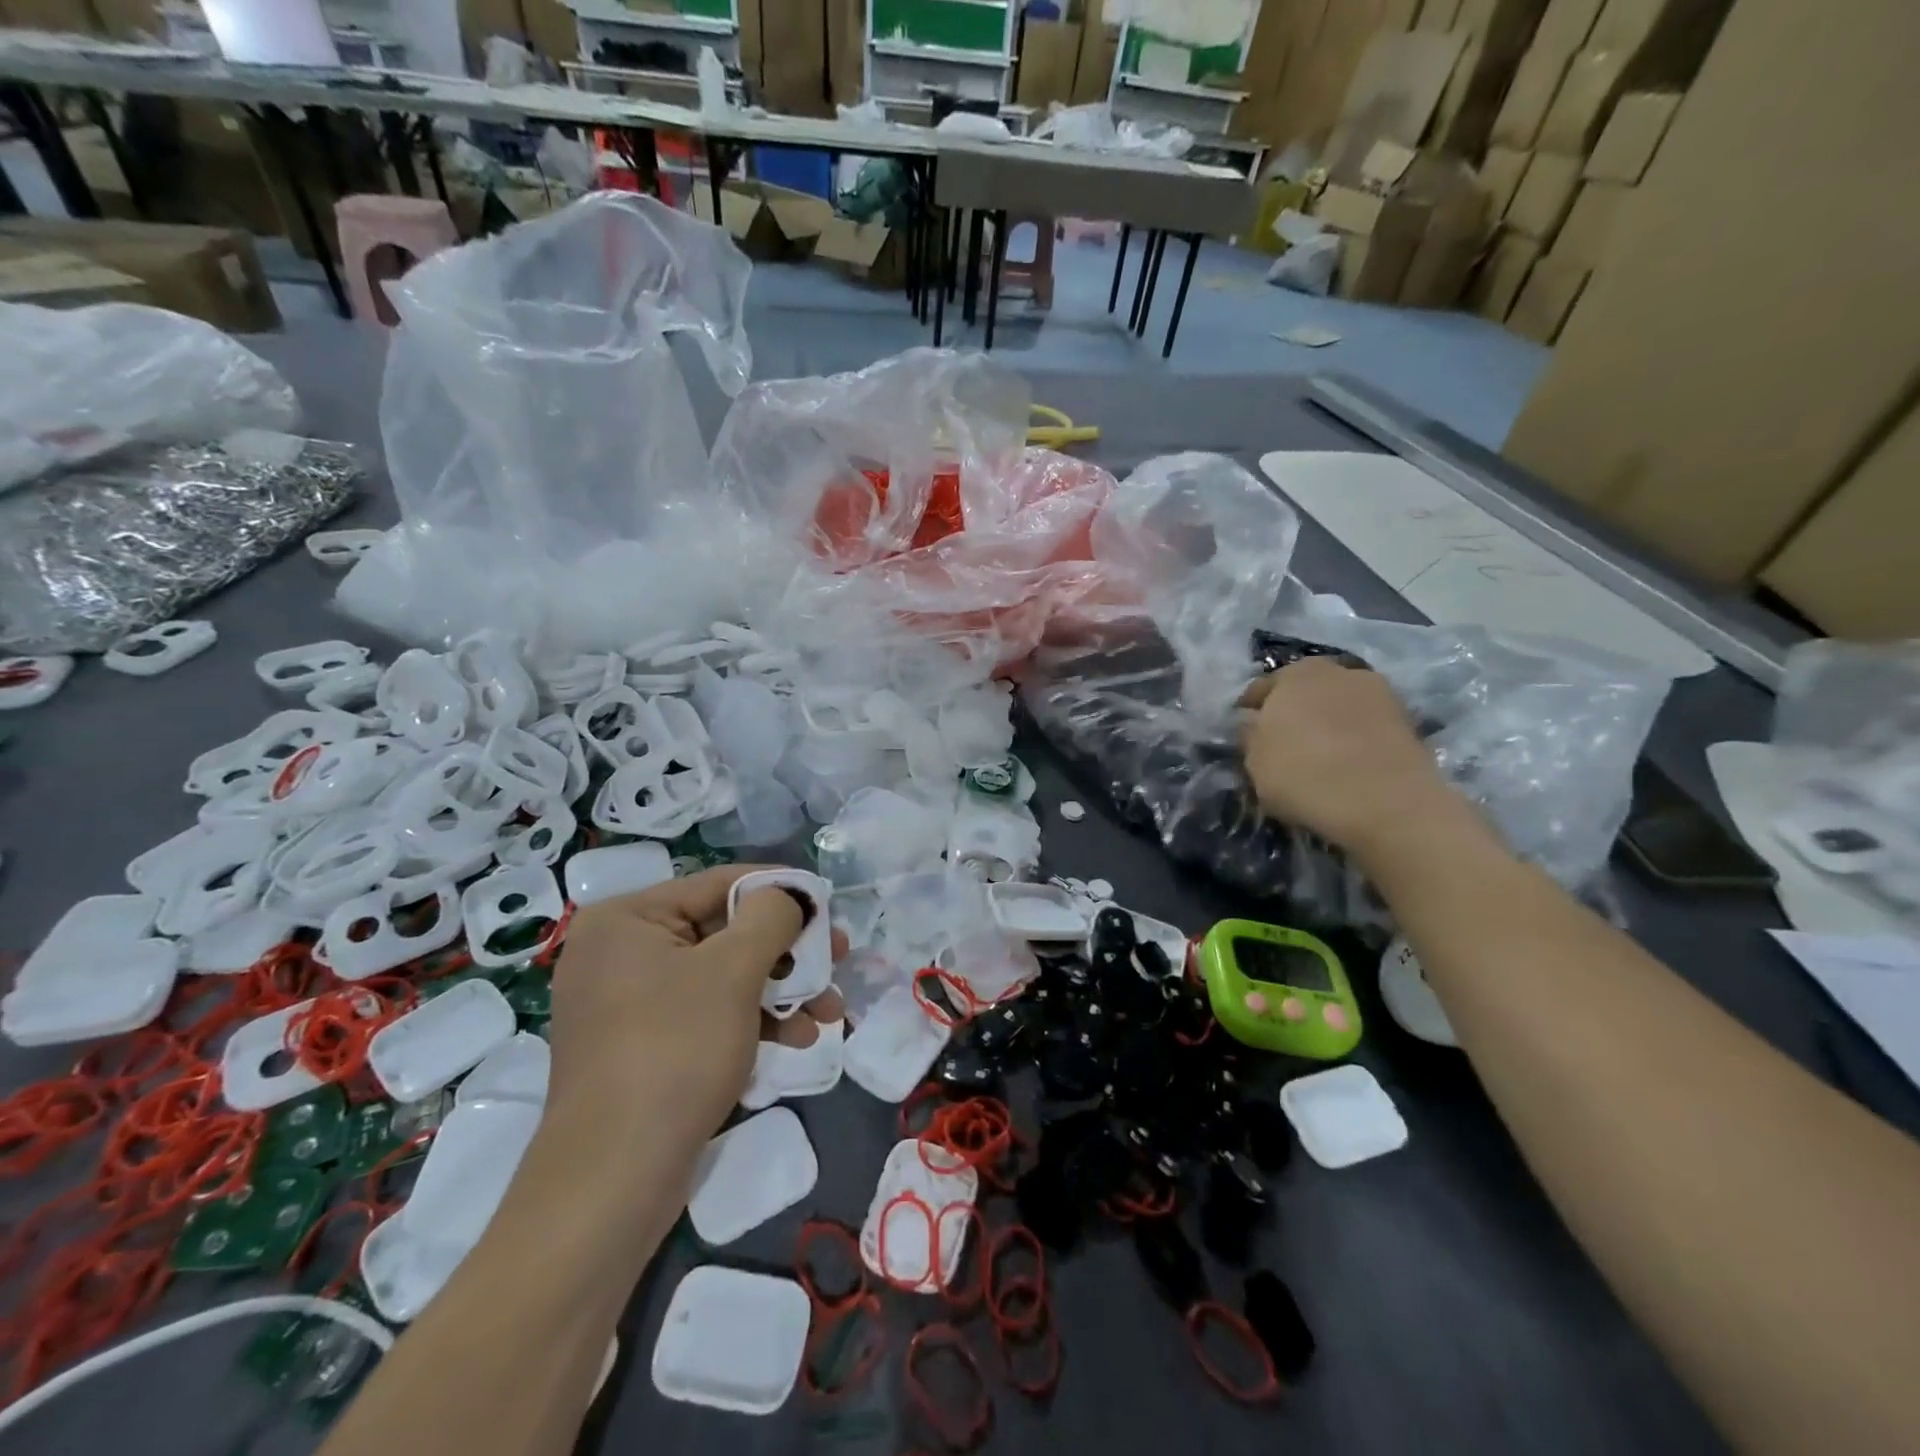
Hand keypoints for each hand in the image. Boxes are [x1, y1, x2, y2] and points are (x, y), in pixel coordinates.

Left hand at [544, 865, 805, 1157]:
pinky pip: (707, 1013)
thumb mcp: (733, 970)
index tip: (829, 906)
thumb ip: (770, 916)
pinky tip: (798, 1039)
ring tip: (830, 1012)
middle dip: (788, 952)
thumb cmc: (675, 1051)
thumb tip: (788, 896)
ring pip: (723, 976)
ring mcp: (628, 1002)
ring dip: (781, 990)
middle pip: (725, 933)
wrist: (615, 1179)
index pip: (719, 885)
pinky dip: (753, 1020)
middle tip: (839, 958)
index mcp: (628, 919)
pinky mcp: (642, 1045)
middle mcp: (621, 951)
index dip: (781, 890)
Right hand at [1239, 658, 1458, 856]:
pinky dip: (1354, 737)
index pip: (1261, 689)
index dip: (1250, 712)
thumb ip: (1250, 737)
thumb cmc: (1303, 774)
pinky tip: (1347, 762)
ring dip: (1328, 722)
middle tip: (1283, 741)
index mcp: (1293, 674)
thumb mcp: (1254, 762)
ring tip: (1320, 753)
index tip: (1245, 734)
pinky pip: (1365, 725)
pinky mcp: (1407, 719)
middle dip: (1294, 710)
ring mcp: (1378, 692)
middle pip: (1305, 690)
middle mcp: (1336, 671)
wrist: (1386, 801)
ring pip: (1339, 705)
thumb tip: (1253, 725)